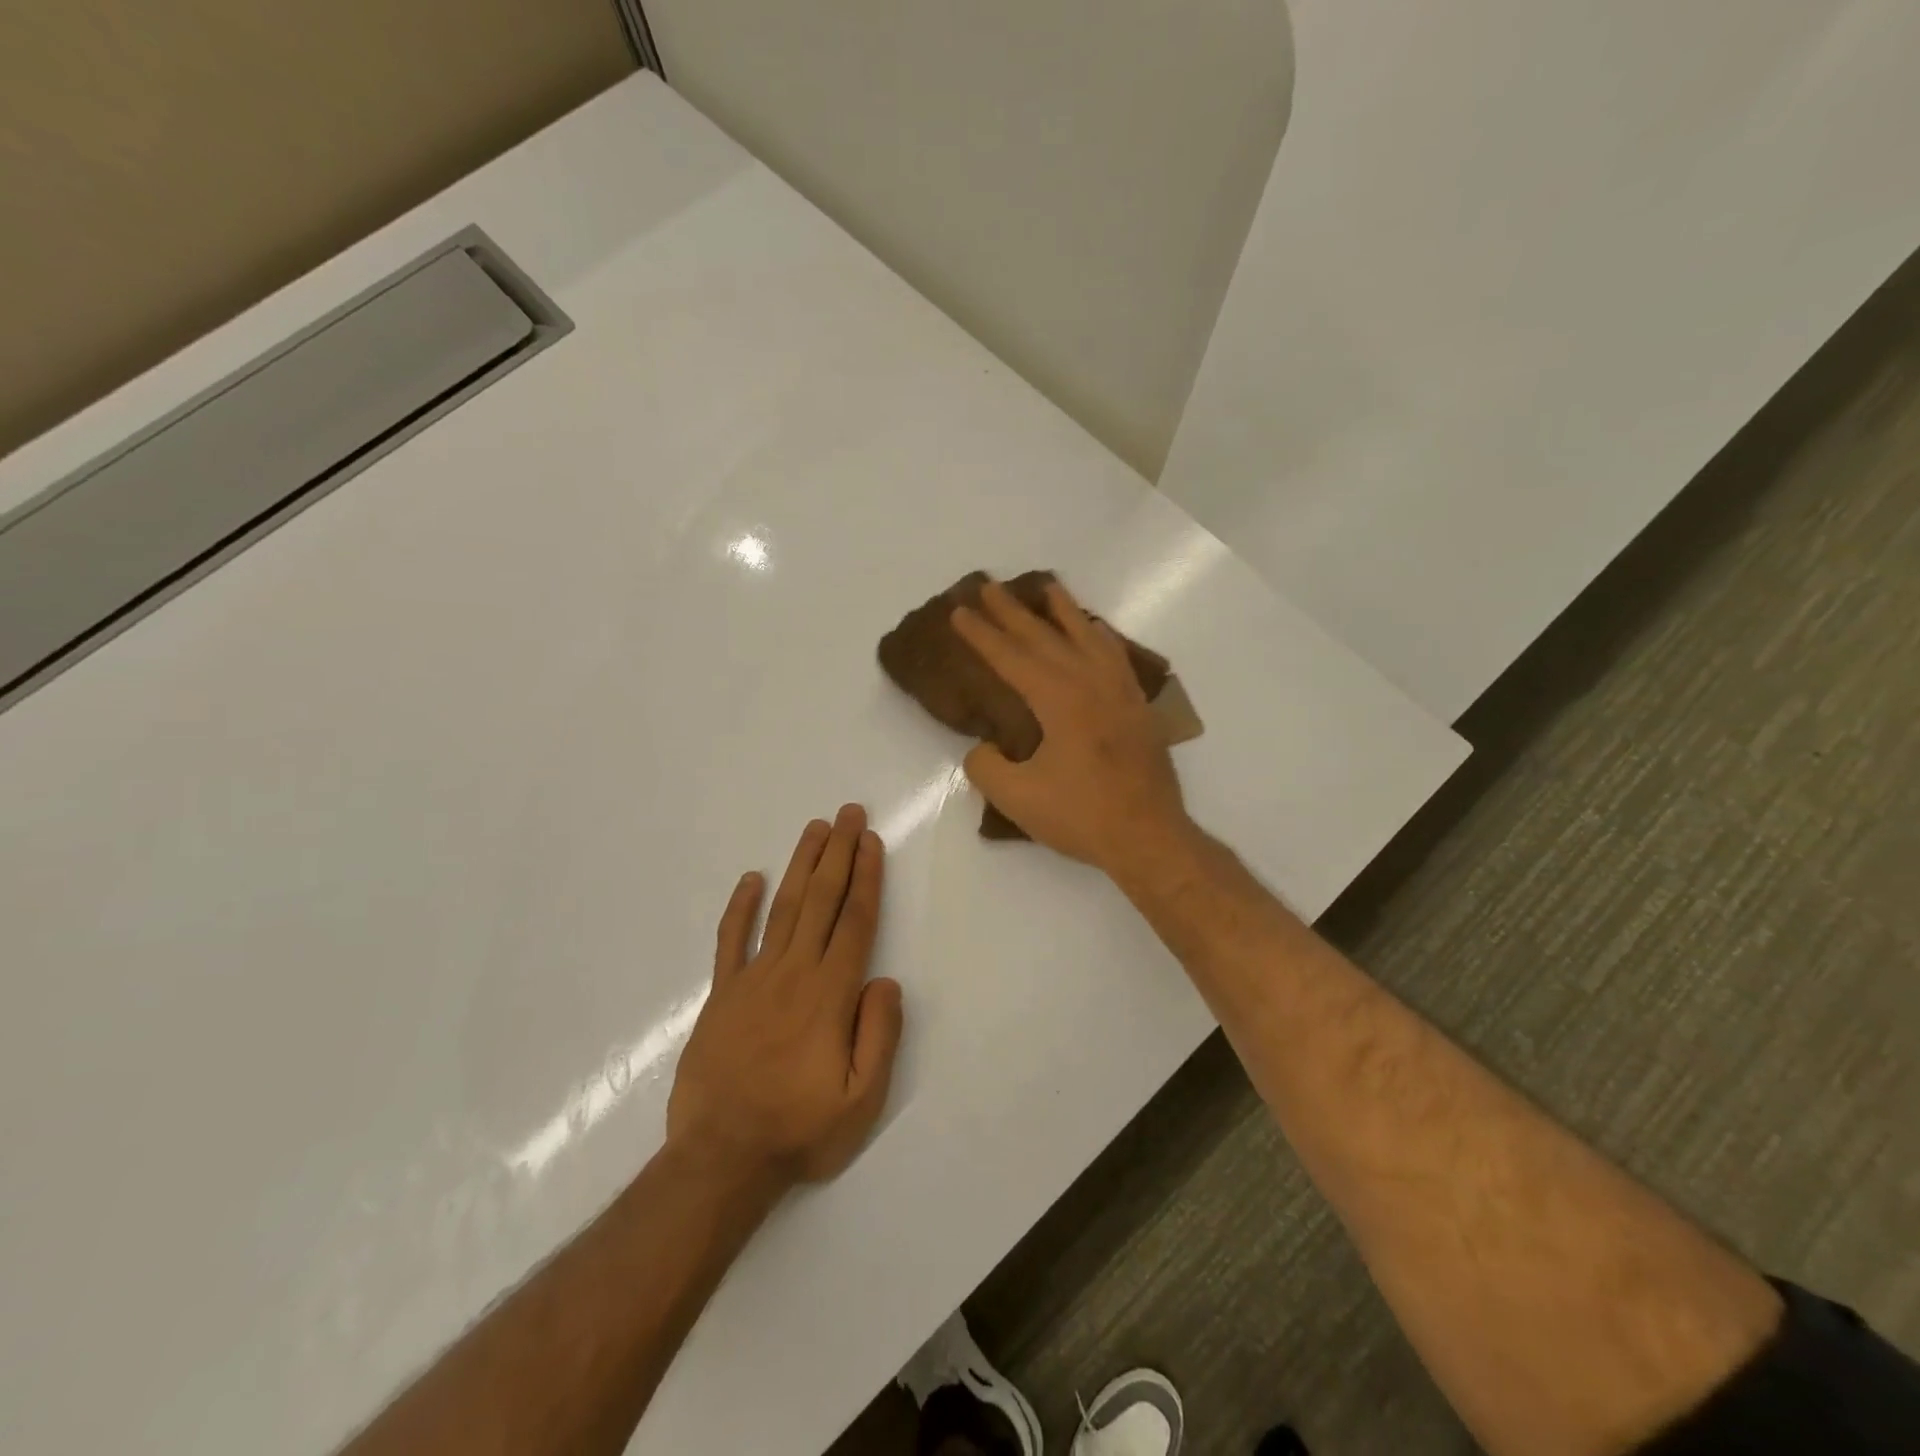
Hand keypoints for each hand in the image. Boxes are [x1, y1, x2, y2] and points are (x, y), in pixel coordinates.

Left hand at [667, 805, 904, 1188]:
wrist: (720, 1160)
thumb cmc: (798, 1130)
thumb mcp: (861, 1100)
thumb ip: (879, 1035)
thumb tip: (886, 980)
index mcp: (829, 995)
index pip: (854, 922)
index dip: (865, 877)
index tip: (871, 841)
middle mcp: (793, 974)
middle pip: (820, 901)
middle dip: (838, 853)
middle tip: (848, 813)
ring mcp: (752, 980)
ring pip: (782, 908)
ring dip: (800, 865)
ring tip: (815, 829)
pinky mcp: (721, 995)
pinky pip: (730, 941)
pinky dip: (740, 907)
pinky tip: (750, 879)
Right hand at [952, 578, 1193, 877]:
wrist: (1149, 837)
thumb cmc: (1082, 816)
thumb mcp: (1017, 798)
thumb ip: (987, 766)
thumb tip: (985, 747)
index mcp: (1059, 700)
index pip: (1011, 658)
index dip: (982, 635)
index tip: (959, 611)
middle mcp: (1090, 683)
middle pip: (1045, 638)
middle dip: (1013, 612)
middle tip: (988, 586)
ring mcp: (1119, 692)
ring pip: (1086, 637)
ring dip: (1062, 611)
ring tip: (1046, 587)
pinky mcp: (1136, 706)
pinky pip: (1115, 656)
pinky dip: (1100, 636)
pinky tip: (1094, 630)